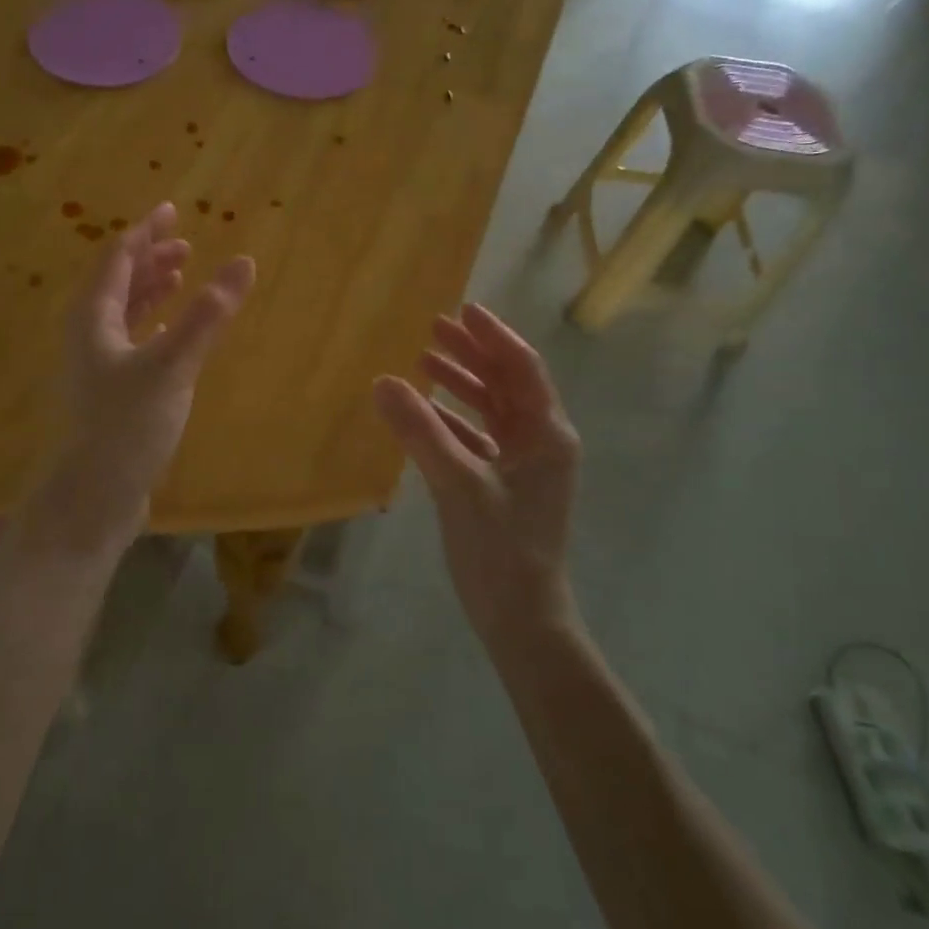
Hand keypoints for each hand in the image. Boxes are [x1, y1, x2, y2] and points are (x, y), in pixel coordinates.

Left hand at [28, 202, 254, 552]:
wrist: (94, 496)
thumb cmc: (127, 425)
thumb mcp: (172, 365)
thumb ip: (208, 315)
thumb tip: (244, 262)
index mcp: (93, 317)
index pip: (118, 257)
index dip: (146, 231)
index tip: (173, 210)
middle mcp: (90, 333)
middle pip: (119, 280)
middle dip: (151, 257)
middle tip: (185, 242)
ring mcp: (98, 363)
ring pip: (125, 310)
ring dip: (152, 288)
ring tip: (181, 274)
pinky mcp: (112, 390)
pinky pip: (133, 338)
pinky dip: (154, 322)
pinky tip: (172, 328)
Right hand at [373, 304, 581, 644]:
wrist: (521, 620)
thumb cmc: (501, 549)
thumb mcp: (458, 484)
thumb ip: (420, 430)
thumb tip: (383, 381)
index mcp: (546, 434)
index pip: (522, 368)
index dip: (493, 336)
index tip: (462, 309)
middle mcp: (540, 442)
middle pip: (507, 383)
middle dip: (473, 353)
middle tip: (435, 327)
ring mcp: (523, 465)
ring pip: (492, 409)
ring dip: (461, 383)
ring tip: (425, 359)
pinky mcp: (503, 486)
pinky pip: (477, 438)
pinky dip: (452, 419)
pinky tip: (422, 411)